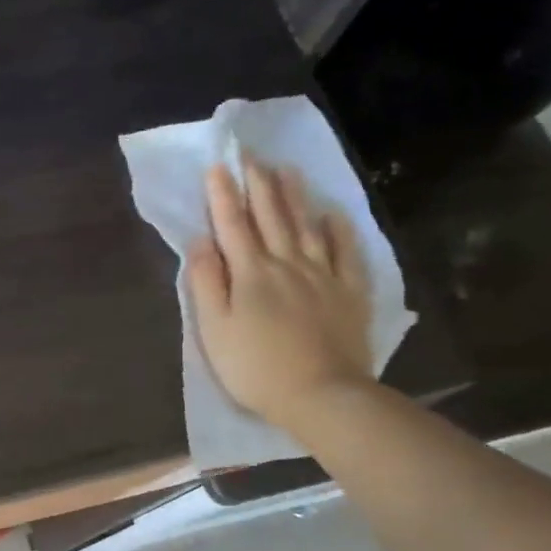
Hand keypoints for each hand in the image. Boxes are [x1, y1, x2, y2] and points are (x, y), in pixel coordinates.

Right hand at [188, 158, 373, 430]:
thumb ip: (207, 283)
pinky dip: (339, 230)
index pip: (233, 225)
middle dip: (258, 184)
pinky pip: (346, 253)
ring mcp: (323, 276)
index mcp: (250, 273)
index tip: (217, 166)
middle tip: (251, 155)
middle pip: (271, 217)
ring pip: (307, 226)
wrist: (321, 395)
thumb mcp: (215, 329)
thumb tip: (200, 242)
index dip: (223, 195)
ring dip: (295, 196)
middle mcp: (287, 264)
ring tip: (286, 170)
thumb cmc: (255, 367)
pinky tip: (333, 214)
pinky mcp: (350, 293)